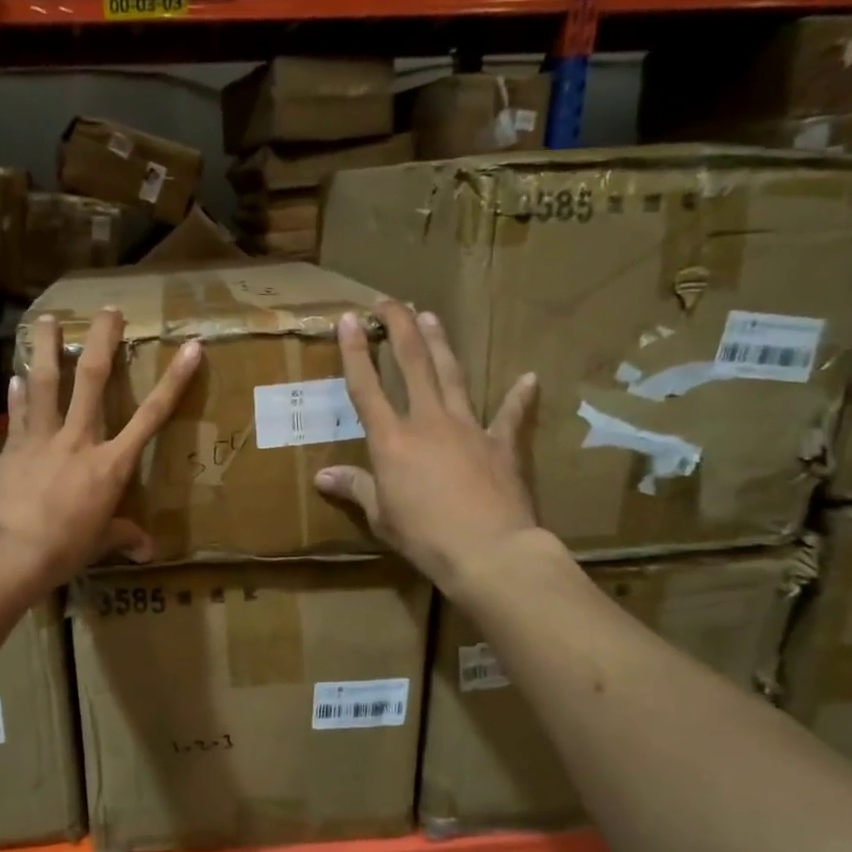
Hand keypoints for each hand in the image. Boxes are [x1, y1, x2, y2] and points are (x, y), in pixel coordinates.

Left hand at [0, 308, 201, 595]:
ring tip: (45, 318)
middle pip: (92, 379)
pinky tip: (13, 376)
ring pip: (45, 382)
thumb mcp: (99, 544)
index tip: (191, 348)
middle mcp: (78, 440)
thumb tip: (148, 552)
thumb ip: (123, 538)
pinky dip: (16, 394)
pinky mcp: (12, 447)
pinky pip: (17, 413)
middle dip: (102, 341)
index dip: (174, 381)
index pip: (151, 416)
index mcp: (110, 465)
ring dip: (45, 347)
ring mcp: (42, 438)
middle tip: (107, 310)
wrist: (7, 551)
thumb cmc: (62, 549)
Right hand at [314, 300, 539, 590]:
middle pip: (412, 363)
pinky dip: (520, 398)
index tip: (348, 319)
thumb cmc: (424, 536)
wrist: (488, 551)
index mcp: (391, 440)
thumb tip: (322, 477)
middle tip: (389, 301)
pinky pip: (512, 416)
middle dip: (399, 327)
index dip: (355, 351)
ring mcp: (468, 428)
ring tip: (430, 316)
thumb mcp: (380, 515)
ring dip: (440, 344)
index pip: (366, 386)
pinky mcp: (501, 445)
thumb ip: (355, 488)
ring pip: (452, 375)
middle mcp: (427, 422)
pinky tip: (529, 379)